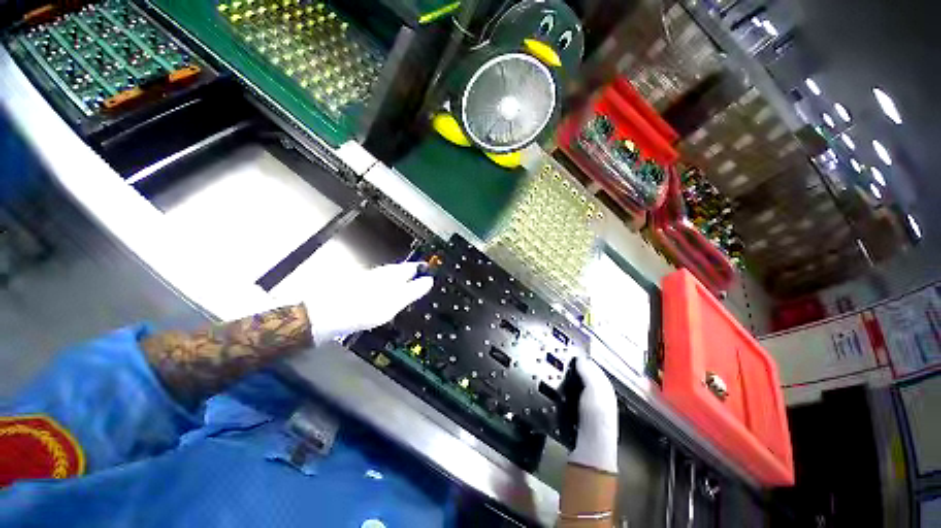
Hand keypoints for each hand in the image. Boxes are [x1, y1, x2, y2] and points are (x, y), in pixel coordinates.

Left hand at [304, 262, 433, 345]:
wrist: (323, 314)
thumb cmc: (361, 308)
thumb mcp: (394, 301)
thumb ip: (412, 290)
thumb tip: (428, 281)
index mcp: (391, 274)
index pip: (413, 267)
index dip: (423, 268)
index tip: (432, 270)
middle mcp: (380, 273)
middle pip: (401, 270)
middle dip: (412, 273)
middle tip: (422, 276)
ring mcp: (368, 280)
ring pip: (390, 276)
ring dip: (400, 280)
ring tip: (408, 285)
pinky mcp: (358, 289)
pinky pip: (380, 284)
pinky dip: (388, 288)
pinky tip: (386, 295)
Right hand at [569, 356, 618, 473]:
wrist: (592, 442)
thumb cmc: (596, 414)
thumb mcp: (594, 389)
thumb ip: (588, 372)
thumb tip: (580, 358)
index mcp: (605, 386)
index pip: (593, 366)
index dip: (582, 359)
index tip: (569, 352)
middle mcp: (599, 393)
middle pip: (585, 374)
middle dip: (575, 368)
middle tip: (561, 360)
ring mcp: (590, 402)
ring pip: (578, 383)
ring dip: (570, 377)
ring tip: (558, 370)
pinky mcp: (580, 410)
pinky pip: (573, 392)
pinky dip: (567, 387)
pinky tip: (560, 387)